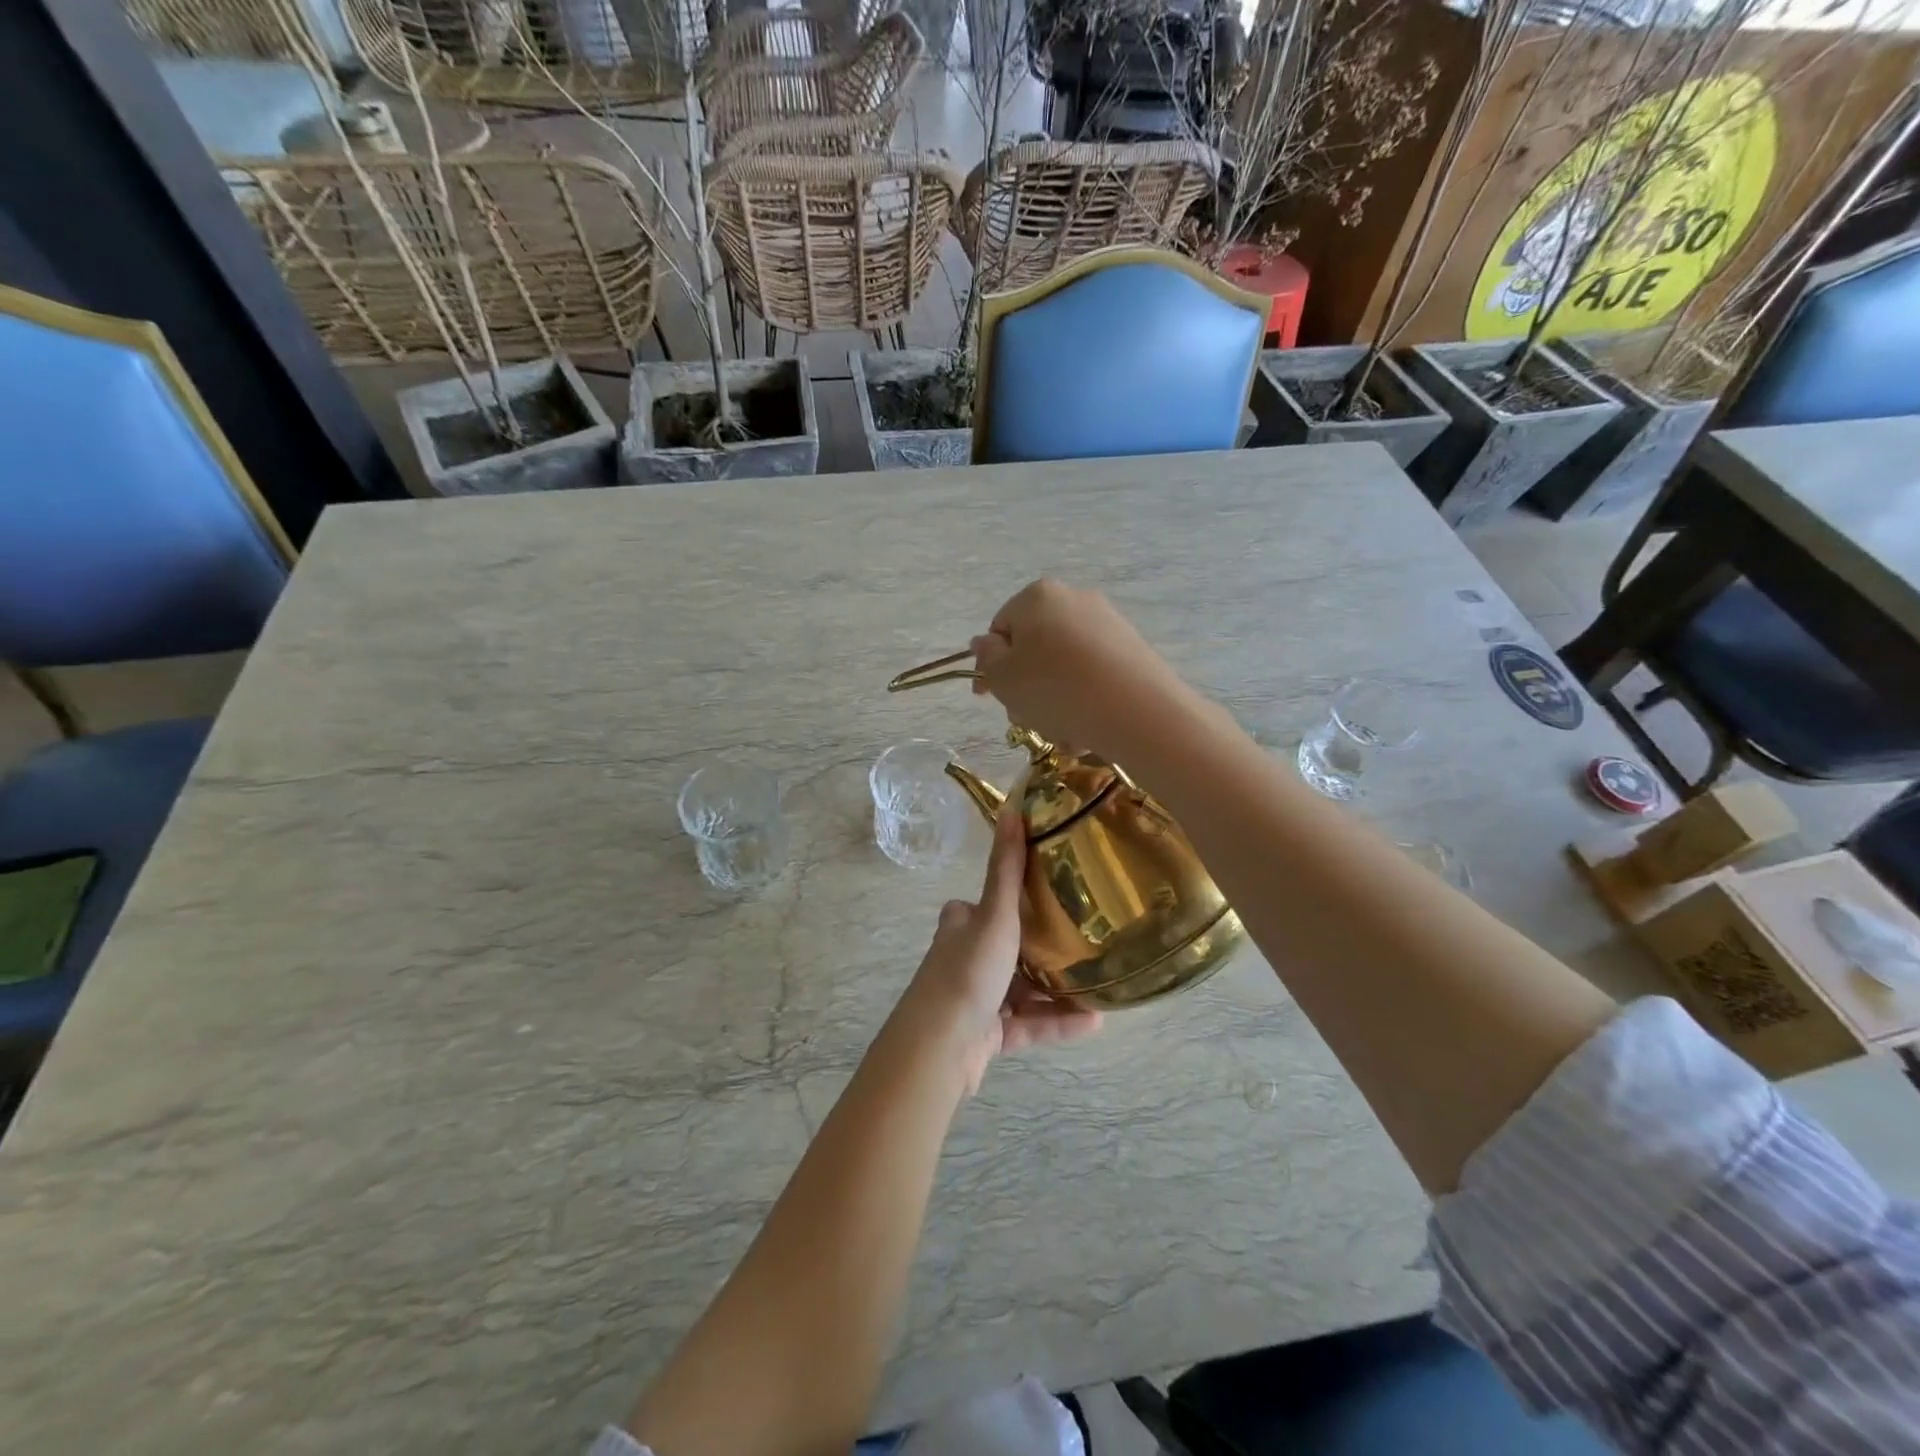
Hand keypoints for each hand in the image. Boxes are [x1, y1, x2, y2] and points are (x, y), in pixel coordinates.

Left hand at [893, 803, 1101, 1095]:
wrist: (940, 1047)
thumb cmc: (968, 970)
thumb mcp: (994, 914)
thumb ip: (1007, 868)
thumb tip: (1012, 808)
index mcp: (961, 926)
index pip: (984, 905)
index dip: (1010, 899)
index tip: (1050, 896)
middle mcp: (964, 959)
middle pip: (1009, 948)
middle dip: (1044, 948)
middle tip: (1087, 941)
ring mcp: (976, 1000)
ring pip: (1024, 990)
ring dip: (1059, 990)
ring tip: (1100, 984)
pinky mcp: (987, 1036)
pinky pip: (1029, 1025)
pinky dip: (1057, 1022)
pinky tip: (1094, 1021)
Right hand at [969, 580, 1195, 762]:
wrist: (1136, 710)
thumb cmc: (1054, 689)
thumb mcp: (1003, 677)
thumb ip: (986, 657)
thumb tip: (984, 642)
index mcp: (1037, 596)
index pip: (1000, 628)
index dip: (990, 665)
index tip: (988, 696)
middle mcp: (1074, 599)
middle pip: (1034, 648)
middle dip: (1025, 686)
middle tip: (1025, 718)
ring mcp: (1107, 623)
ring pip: (1063, 668)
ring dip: (1053, 701)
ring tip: (1060, 730)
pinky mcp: (1131, 650)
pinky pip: (1093, 676)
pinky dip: (1083, 700)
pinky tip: (1085, 729)